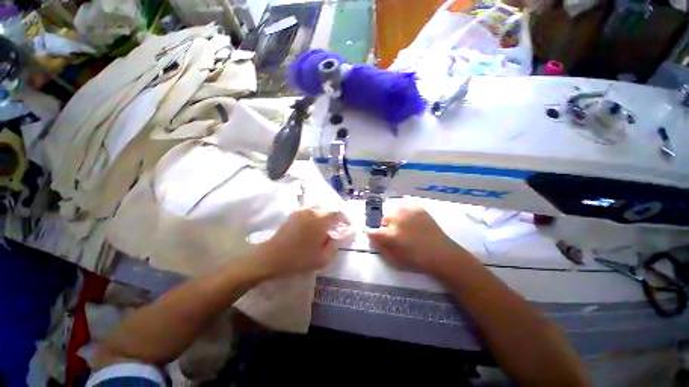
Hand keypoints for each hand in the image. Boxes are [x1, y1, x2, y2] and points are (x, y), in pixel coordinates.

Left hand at [254, 206, 347, 278]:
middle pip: (328, 209)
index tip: (348, 225)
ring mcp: (301, 212)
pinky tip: (314, 226)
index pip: (338, 214)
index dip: (345, 218)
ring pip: (318, 209)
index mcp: (321, 221)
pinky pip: (309, 211)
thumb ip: (333, 246)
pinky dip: (316, 216)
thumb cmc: (298, 259)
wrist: (271, 257)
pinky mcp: (294, 215)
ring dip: (325, 215)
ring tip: (326, 226)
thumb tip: (336, 237)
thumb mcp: (322, 259)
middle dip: (335, 216)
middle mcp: (312, 212)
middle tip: (337, 226)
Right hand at [368, 206, 471, 274]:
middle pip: (384, 219)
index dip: (373, 235)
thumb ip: (381, 247)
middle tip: (395, 234)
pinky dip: (405, 213)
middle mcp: (398, 220)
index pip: (373, 231)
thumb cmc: (416, 259)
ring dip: (395, 219)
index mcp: (391, 235)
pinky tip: (410, 220)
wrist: (441, 253)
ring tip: (404, 226)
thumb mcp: (394, 259)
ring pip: (394, 211)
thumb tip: (372, 238)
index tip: (376, 237)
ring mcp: (409, 212)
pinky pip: (405, 207)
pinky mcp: (418, 209)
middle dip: (387, 226)